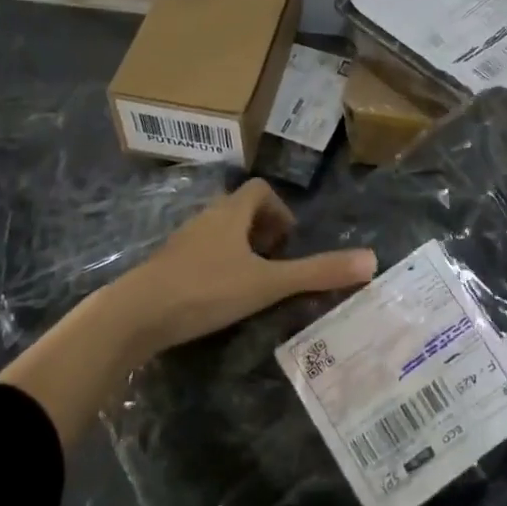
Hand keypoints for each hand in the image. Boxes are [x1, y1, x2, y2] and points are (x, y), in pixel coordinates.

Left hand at [117, 179, 376, 357]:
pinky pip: (200, 254)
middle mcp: (206, 219)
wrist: (134, 315)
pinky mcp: (166, 267)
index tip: (288, 241)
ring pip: (218, 233)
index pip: (260, 190)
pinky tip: (219, 298)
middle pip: (240, 210)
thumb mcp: (268, 283)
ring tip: (252, 282)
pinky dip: (217, 266)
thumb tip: (372, 260)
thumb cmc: (205, 290)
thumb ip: (317, 273)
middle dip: (262, 231)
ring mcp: (182, 243)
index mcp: (231, 213)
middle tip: (275, 263)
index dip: (280, 210)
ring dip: (239, 250)